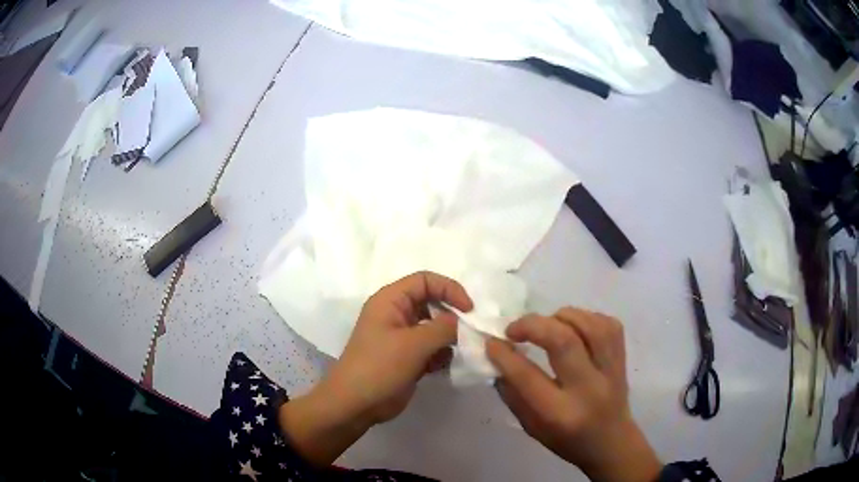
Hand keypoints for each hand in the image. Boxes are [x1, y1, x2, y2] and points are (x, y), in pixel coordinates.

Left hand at [280, 271, 472, 465]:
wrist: (355, 404)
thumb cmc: (380, 367)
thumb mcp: (414, 344)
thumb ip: (443, 328)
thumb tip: (462, 322)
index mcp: (390, 301)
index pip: (425, 280)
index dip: (449, 289)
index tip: (469, 309)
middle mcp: (396, 314)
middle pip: (431, 302)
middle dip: (451, 314)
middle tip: (470, 330)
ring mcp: (401, 337)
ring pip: (433, 327)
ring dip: (448, 337)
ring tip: (459, 350)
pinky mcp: (406, 358)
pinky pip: (431, 348)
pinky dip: (441, 354)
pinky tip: (443, 366)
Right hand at [487, 308, 661, 481]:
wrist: (612, 442)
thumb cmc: (567, 440)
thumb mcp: (531, 427)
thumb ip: (513, 395)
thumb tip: (497, 360)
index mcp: (561, 413)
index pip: (528, 376)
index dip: (505, 355)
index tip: (492, 342)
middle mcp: (589, 388)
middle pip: (564, 341)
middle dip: (533, 325)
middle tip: (514, 329)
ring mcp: (611, 370)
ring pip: (589, 326)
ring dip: (561, 317)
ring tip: (546, 325)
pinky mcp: (622, 358)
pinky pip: (608, 324)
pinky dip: (586, 318)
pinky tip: (573, 327)